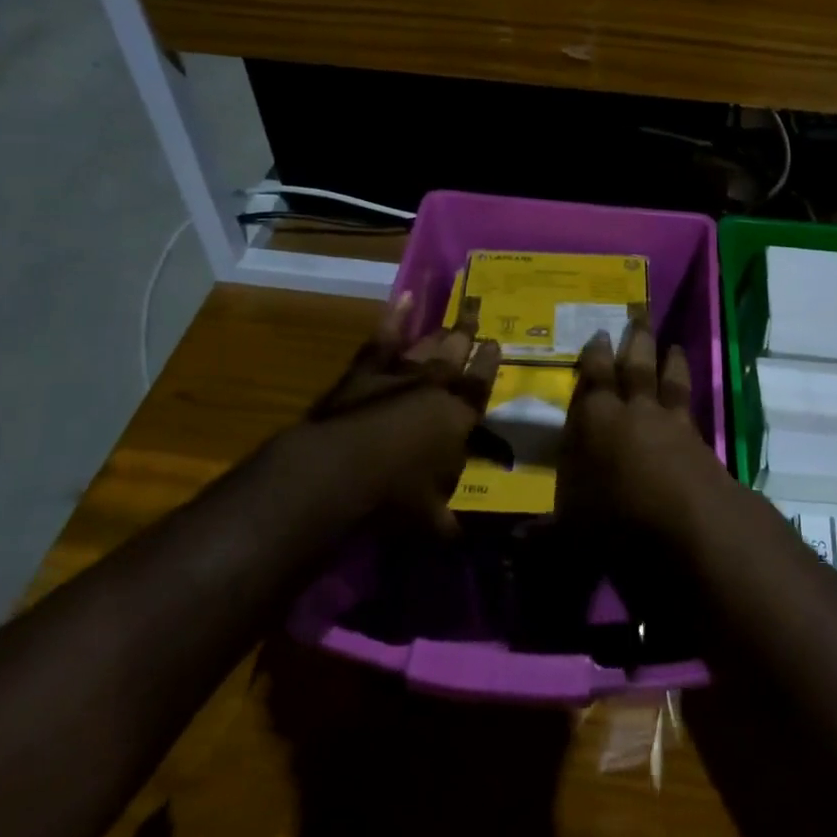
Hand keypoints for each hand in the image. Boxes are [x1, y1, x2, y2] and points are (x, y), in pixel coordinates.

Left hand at [288, 295, 499, 537]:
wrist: (339, 470)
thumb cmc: (394, 497)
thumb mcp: (431, 520)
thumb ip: (450, 523)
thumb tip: (464, 539)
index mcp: (459, 418)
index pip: (480, 384)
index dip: (489, 363)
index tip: (496, 343)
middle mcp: (435, 388)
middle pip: (457, 353)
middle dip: (468, 332)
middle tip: (476, 311)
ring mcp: (399, 374)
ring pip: (428, 344)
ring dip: (442, 328)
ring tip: (456, 309)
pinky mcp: (365, 371)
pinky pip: (384, 338)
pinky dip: (394, 316)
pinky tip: (403, 296)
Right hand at [557, 324, 727, 543]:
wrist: (691, 526)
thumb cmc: (619, 520)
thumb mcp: (573, 532)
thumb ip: (545, 534)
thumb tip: (515, 543)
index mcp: (596, 421)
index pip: (593, 380)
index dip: (595, 357)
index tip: (598, 334)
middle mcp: (633, 411)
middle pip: (635, 366)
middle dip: (634, 341)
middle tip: (637, 315)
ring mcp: (670, 422)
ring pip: (667, 379)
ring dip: (668, 359)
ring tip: (672, 344)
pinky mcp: (698, 439)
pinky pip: (690, 403)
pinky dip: (689, 390)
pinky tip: (690, 388)